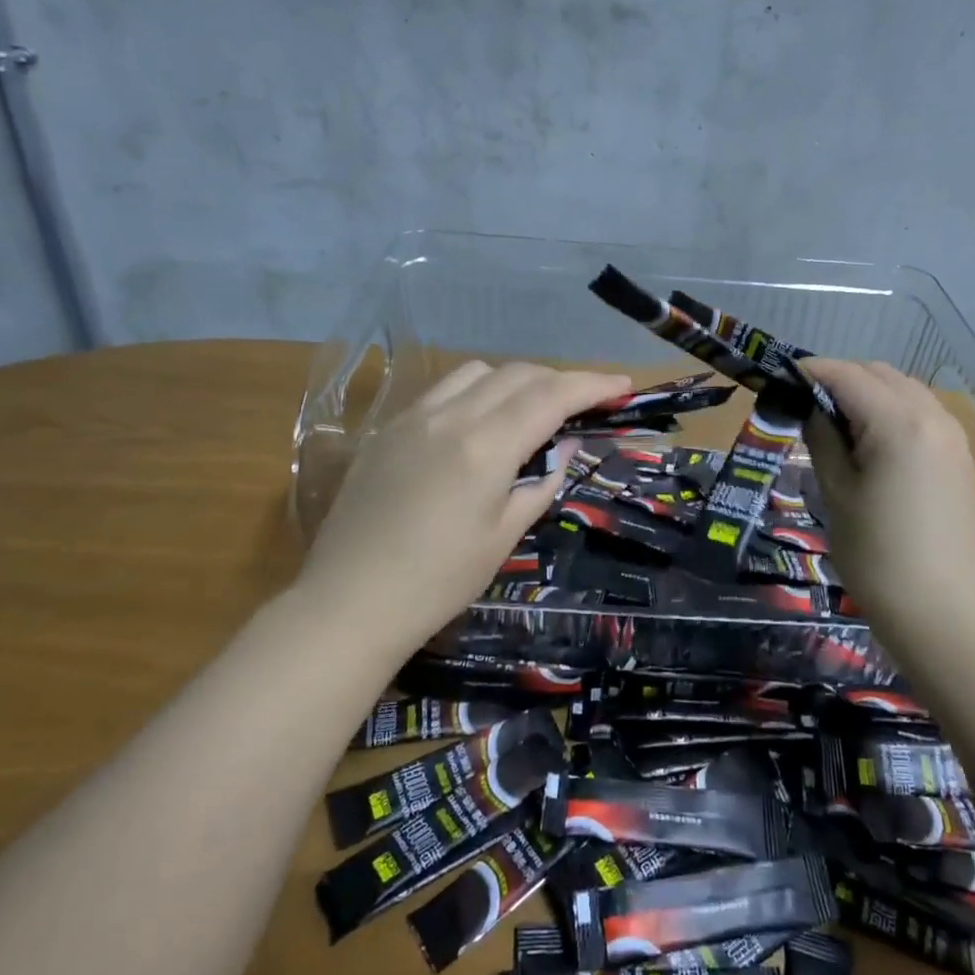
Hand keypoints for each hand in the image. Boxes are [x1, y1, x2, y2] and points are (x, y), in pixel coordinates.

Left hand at [298, 361, 630, 651]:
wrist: (349, 602)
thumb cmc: (438, 581)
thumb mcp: (503, 536)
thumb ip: (541, 483)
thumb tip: (566, 445)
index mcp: (485, 445)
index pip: (551, 396)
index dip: (593, 385)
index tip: (625, 384)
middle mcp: (450, 416)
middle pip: (518, 374)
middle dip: (560, 380)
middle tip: (586, 404)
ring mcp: (414, 417)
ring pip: (478, 372)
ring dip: (517, 380)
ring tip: (532, 410)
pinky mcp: (389, 429)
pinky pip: (444, 389)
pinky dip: (477, 391)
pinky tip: (480, 422)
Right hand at [800, 360, 974, 626]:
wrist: (948, 616)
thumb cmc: (879, 556)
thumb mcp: (836, 493)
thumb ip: (822, 440)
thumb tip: (812, 409)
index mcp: (898, 422)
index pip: (846, 374)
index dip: (809, 372)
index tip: (779, 380)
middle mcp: (932, 416)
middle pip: (879, 374)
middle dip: (839, 379)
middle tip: (804, 407)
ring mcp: (952, 437)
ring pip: (903, 391)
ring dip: (867, 394)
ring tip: (834, 427)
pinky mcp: (960, 459)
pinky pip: (921, 415)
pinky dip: (891, 413)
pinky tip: (870, 445)